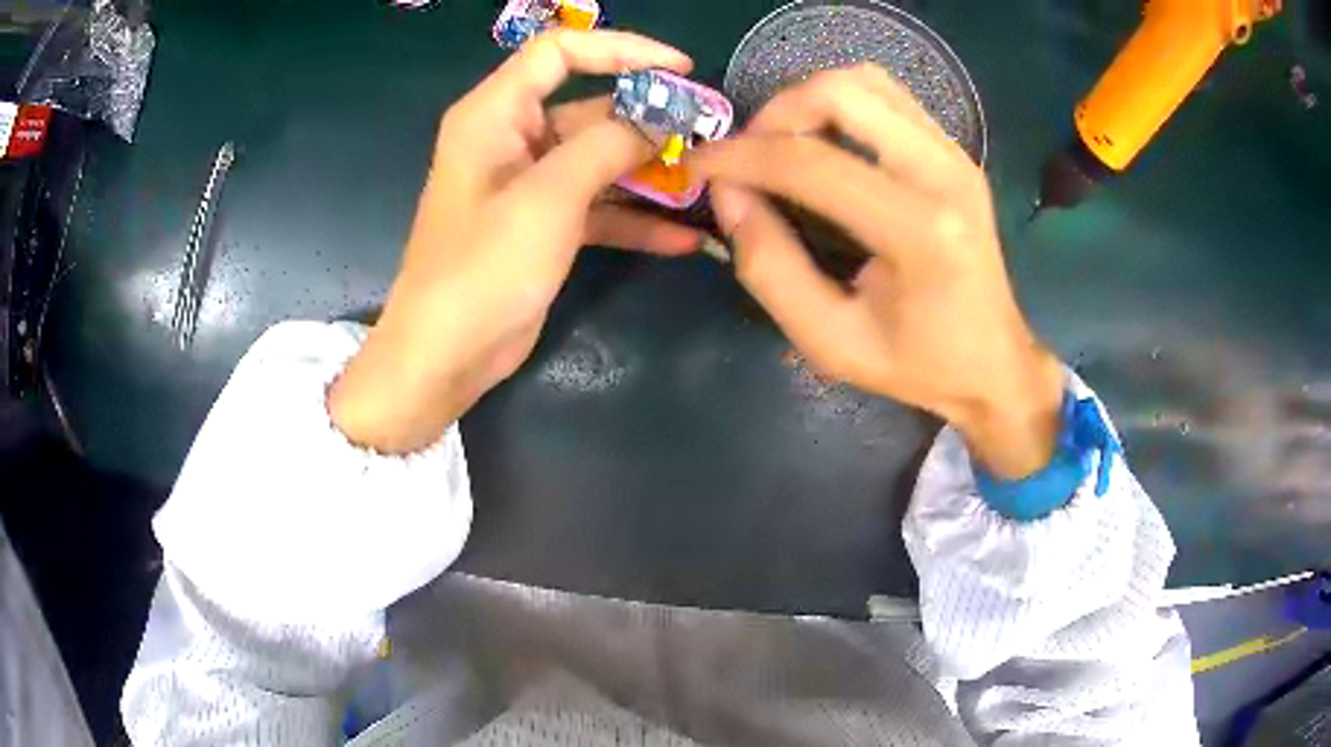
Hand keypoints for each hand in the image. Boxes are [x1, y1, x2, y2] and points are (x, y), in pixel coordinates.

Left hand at [330, 31, 699, 452]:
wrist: (443, 357)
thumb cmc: (480, 271)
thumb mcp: (547, 199)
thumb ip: (606, 147)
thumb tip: (661, 119)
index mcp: (494, 114)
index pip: (560, 51)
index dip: (621, 49)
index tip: (680, 68)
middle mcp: (511, 137)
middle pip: (589, 105)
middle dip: (648, 119)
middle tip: (708, 134)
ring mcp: (529, 183)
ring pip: (599, 158)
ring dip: (649, 172)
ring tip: (706, 182)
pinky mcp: (543, 224)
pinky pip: (597, 205)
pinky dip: (634, 218)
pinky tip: (683, 238)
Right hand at [690, 65, 1063, 478]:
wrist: (993, 363)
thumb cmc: (915, 364)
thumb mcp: (829, 340)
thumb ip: (769, 267)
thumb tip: (728, 195)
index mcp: (918, 231)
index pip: (810, 162)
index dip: (740, 157)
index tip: (697, 166)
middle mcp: (942, 174)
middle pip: (842, 93)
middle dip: (776, 113)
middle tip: (748, 155)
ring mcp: (955, 155)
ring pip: (865, 81)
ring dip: (808, 102)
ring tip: (782, 146)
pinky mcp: (956, 152)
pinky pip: (887, 97)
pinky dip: (841, 106)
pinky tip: (824, 144)